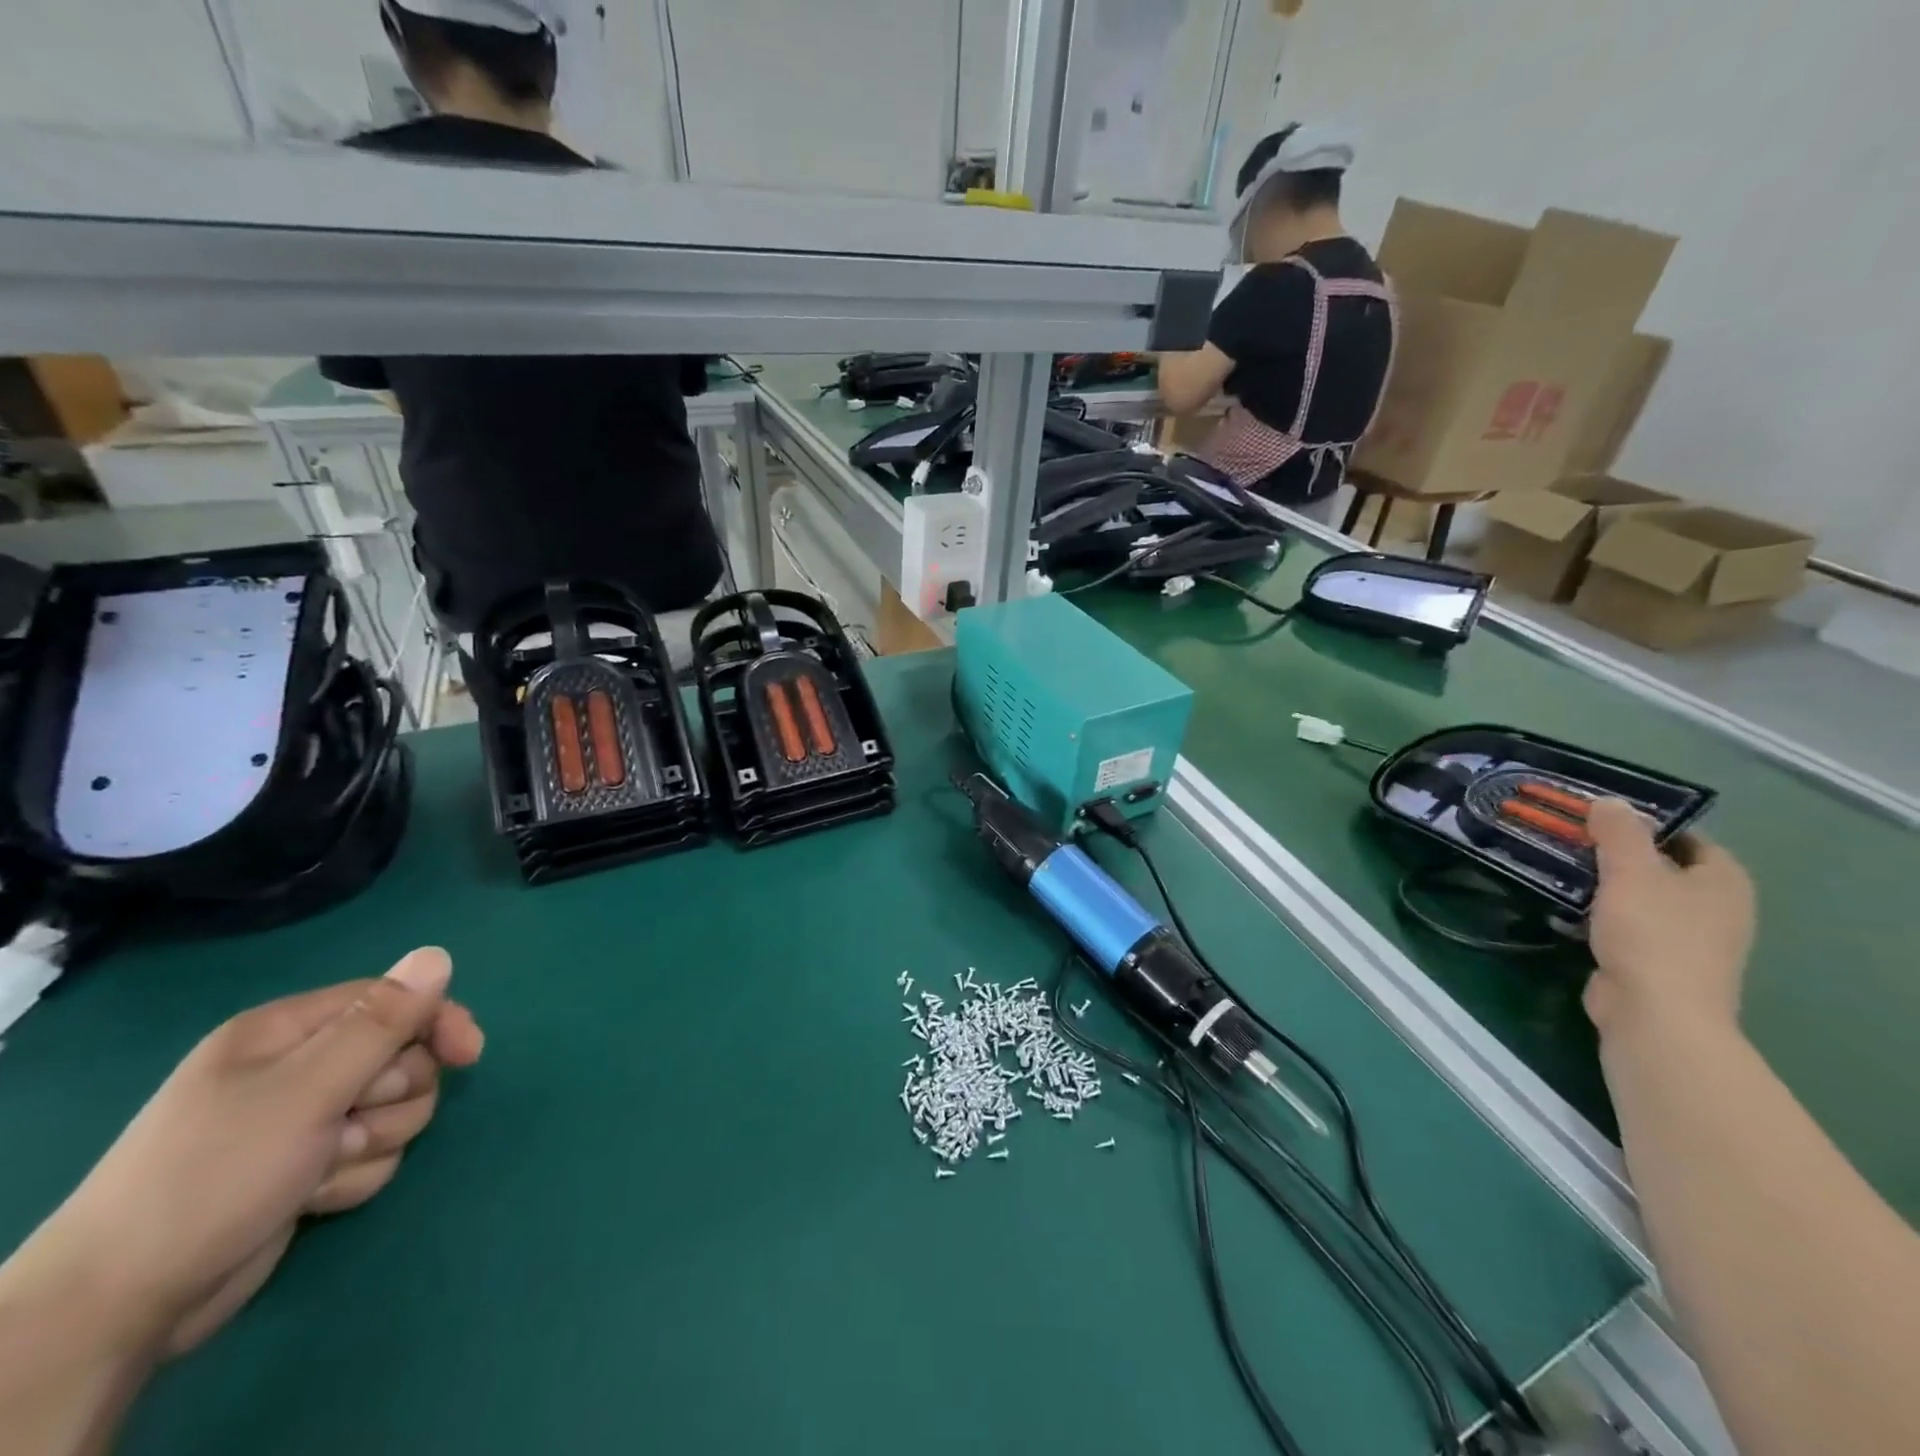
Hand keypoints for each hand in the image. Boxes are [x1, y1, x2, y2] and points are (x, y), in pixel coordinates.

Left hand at [42, 947, 482, 1356]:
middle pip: (403, 1059)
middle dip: (389, 1098)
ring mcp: (304, 1120)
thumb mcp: (307, 1090)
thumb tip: (439, 954)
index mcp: (288, 1031)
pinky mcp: (308, 1166)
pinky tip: (309, 1198)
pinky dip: (352, 1176)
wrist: (122, 1306)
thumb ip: (381, 1022)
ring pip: (395, 1111)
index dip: (435, 1023)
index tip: (468, 1055)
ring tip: (318, 1169)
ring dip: (372, 1143)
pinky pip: (372, 1154)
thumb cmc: (215, 1175)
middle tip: (344, 1127)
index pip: (393, 1001)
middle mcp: (299, 1067)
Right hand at [1584, 800, 1755, 1040]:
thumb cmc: (1653, 934)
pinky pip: (1625, 925)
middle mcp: (1715, 908)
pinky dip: (1598, 914)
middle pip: (1660, 866)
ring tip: (1557, 867)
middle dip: (1616, 853)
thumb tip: (1609, 802)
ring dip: (1603, 885)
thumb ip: (1619, 833)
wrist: (1654, 1014)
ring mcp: (1688, 939)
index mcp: (1724, 881)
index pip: (1687, 837)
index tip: (1597, 815)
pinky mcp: (1655, 962)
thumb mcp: (1631, 872)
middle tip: (1569, 837)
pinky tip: (1564, 907)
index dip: (1645, 823)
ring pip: (1639, 897)